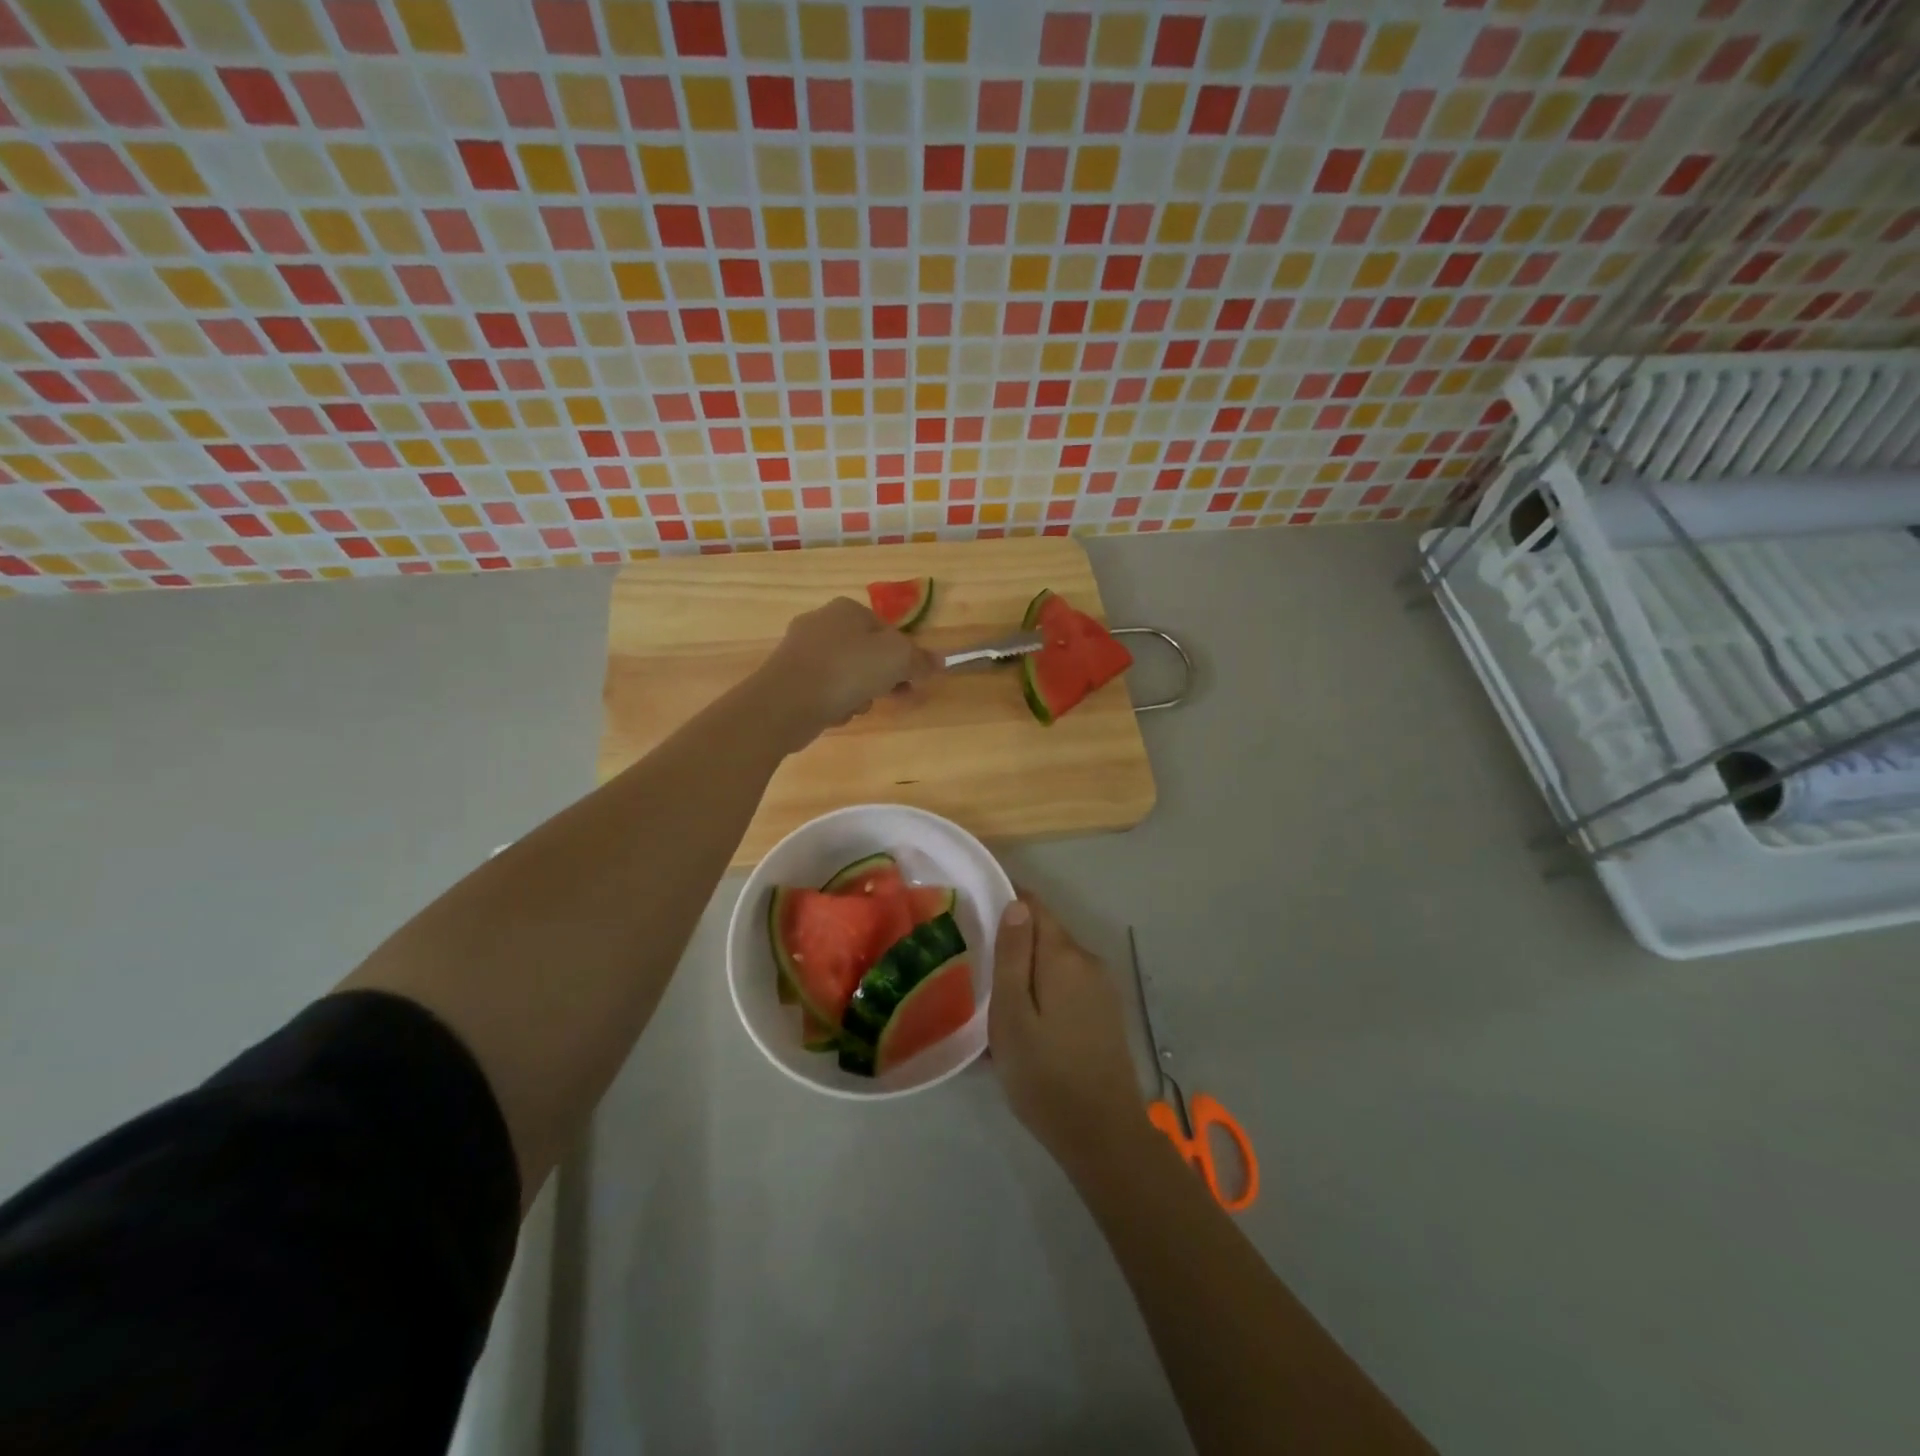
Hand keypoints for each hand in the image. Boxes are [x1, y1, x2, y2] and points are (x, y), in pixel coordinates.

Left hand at [755, 596, 939, 748]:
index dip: (904, 657)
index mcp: (847, 608)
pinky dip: (833, 703)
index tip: (912, 682)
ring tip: (856, 707)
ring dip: (858, 694)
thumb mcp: (897, 659)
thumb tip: (939, 662)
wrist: (786, 702)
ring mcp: (800, 650)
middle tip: (889, 697)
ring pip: (846, 674)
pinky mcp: (787, 677)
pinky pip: (824, 690)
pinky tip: (833, 713)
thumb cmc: (847, 670)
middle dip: (881, 679)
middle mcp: (821, 622)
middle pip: (867, 653)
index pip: (887, 631)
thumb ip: (920, 660)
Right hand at [990, 893, 1143, 1165]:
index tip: (974, 912)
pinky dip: (1045, 991)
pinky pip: (1068, 985)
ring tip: (996, 1000)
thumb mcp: (1012, 1015)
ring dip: (1028, 971)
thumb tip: (1017, 903)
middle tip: (976, 966)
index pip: (1034, 906)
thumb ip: (1013, 955)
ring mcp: (1103, 987)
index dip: (1006, 901)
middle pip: (1045, 934)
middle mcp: (1088, 961)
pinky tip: (1027, 1023)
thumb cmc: (1044, 1074)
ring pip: (1056, 962)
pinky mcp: (1107, 1012)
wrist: (1103, 1134)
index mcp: (1064, 955)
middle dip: (1014, 942)